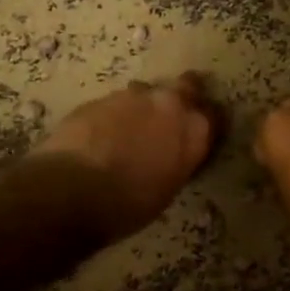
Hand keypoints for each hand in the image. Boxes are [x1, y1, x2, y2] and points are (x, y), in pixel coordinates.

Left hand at [33, 73, 223, 240]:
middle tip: (174, 112)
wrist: (74, 190)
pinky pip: (115, 102)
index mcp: (194, 131)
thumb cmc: (129, 204)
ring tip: (130, 128)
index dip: (208, 122)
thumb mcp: (168, 187)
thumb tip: (171, 154)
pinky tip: (102, 134)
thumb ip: (176, 160)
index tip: (202, 131)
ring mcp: (133, 96)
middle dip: (184, 94)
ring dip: (143, 105)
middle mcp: (169, 104)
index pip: (215, 116)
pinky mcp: (99, 97)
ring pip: (147, 92)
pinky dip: (114, 115)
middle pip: (187, 86)